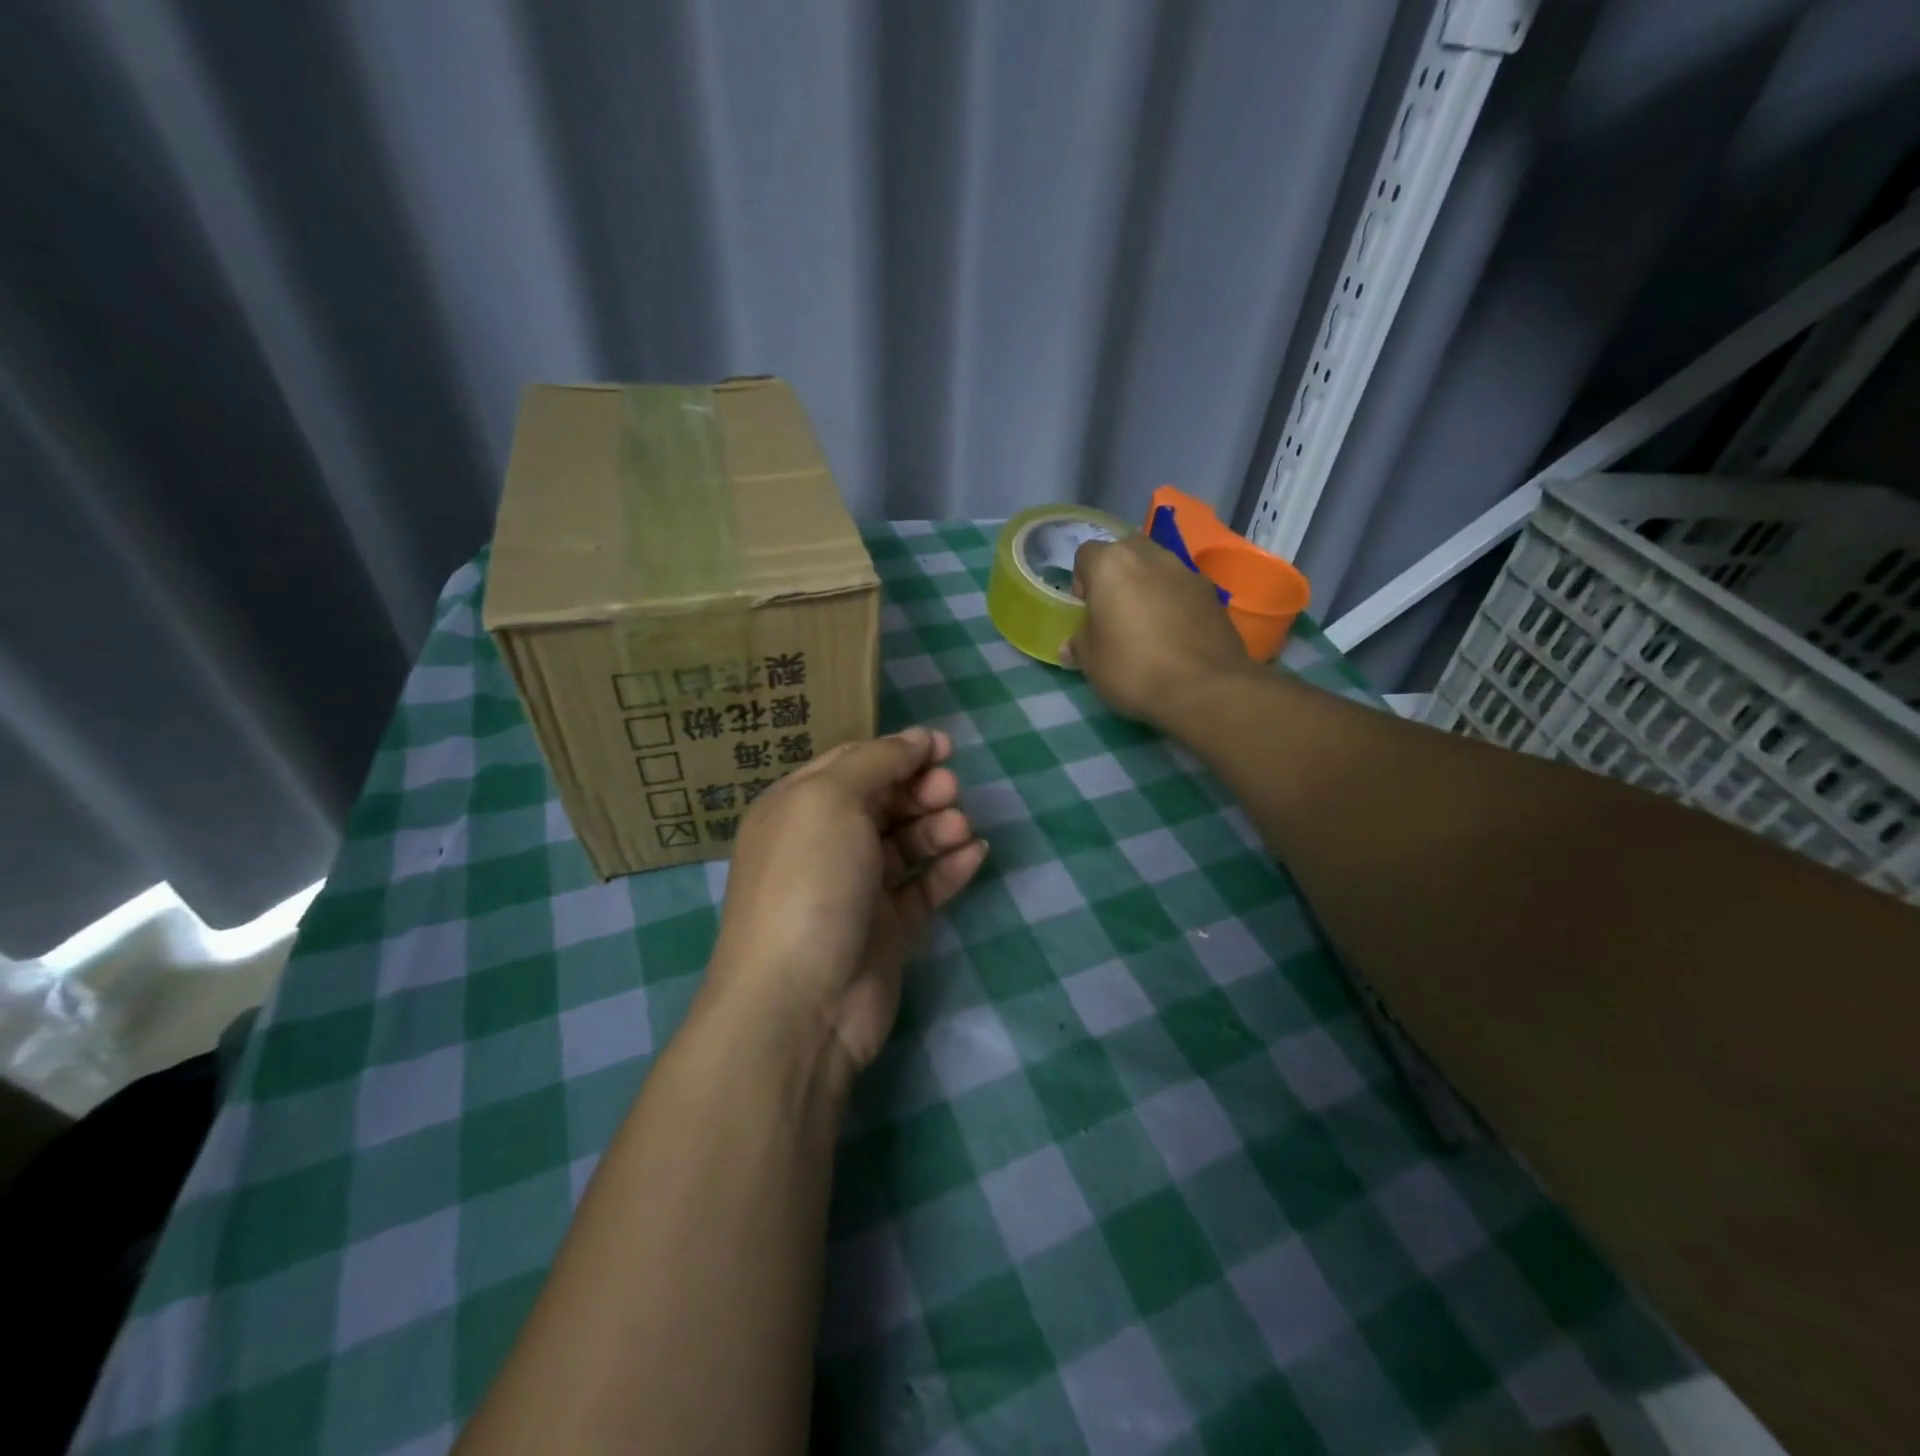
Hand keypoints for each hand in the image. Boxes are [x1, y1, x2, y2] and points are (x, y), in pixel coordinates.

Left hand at [706, 728, 987, 1076]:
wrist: (799, 1003)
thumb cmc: (808, 883)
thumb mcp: (831, 800)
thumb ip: (876, 761)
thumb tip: (916, 738)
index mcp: (798, 807)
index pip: (853, 764)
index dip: (898, 751)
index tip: (944, 747)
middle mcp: (823, 844)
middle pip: (882, 801)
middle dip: (920, 789)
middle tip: (951, 791)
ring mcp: (855, 889)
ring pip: (905, 843)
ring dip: (937, 827)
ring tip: (959, 828)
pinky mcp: (885, 929)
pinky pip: (922, 887)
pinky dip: (948, 868)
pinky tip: (975, 854)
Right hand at [1064, 535, 1252, 726]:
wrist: (1203, 688)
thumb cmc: (1133, 669)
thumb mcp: (1091, 662)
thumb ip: (1079, 643)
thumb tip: (1071, 645)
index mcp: (1112, 565)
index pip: (1086, 554)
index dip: (1082, 581)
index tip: (1086, 610)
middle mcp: (1150, 556)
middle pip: (1126, 550)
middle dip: (1118, 573)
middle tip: (1116, 610)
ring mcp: (1186, 571)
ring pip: (1158, 566)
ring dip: (1148, 584)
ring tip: (1148, 623)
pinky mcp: (1213, 593)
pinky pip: (1183, 587)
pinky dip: (1175, 601)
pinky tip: (1175, 633)